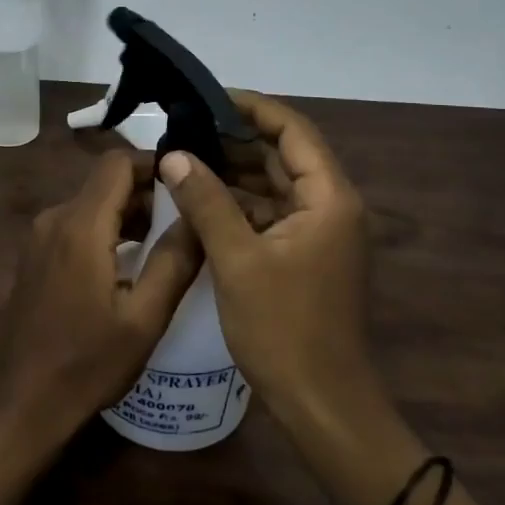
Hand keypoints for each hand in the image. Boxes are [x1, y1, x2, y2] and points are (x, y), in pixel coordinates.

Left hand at [0, 151, 203, 448]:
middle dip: (147, 193)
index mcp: (80, 225)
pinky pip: (76, 223)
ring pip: (92, 203)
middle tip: (186, 221)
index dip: (154, 164)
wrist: (21, 401)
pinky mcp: (35, 254)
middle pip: (106, 182)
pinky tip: (129, 264)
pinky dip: (106, 230)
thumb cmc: (87, 363)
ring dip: (128, 214)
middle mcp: (55, 218)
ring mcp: (39, 236)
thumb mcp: (144, 318)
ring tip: (165, 244)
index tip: (187, 184)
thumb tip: (199, 215)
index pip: (118, 162)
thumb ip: (174, 260)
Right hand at [157, 92, 372, 417]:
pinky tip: (201, 200)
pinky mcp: (306, 255)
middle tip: (185, 127)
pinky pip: (271, 214)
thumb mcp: (238, 260)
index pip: (293, 130)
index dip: (252, 108)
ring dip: (235, 172)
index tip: (207, 98)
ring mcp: (320, 232)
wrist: (324, 406)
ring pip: (274, 186)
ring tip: (185, 156)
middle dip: (236, 139)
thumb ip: (206, 201)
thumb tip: (174, 155)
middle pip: (284, 155)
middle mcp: (331, 206)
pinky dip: (240, 204)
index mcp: (328, 198)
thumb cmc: (285, 329)